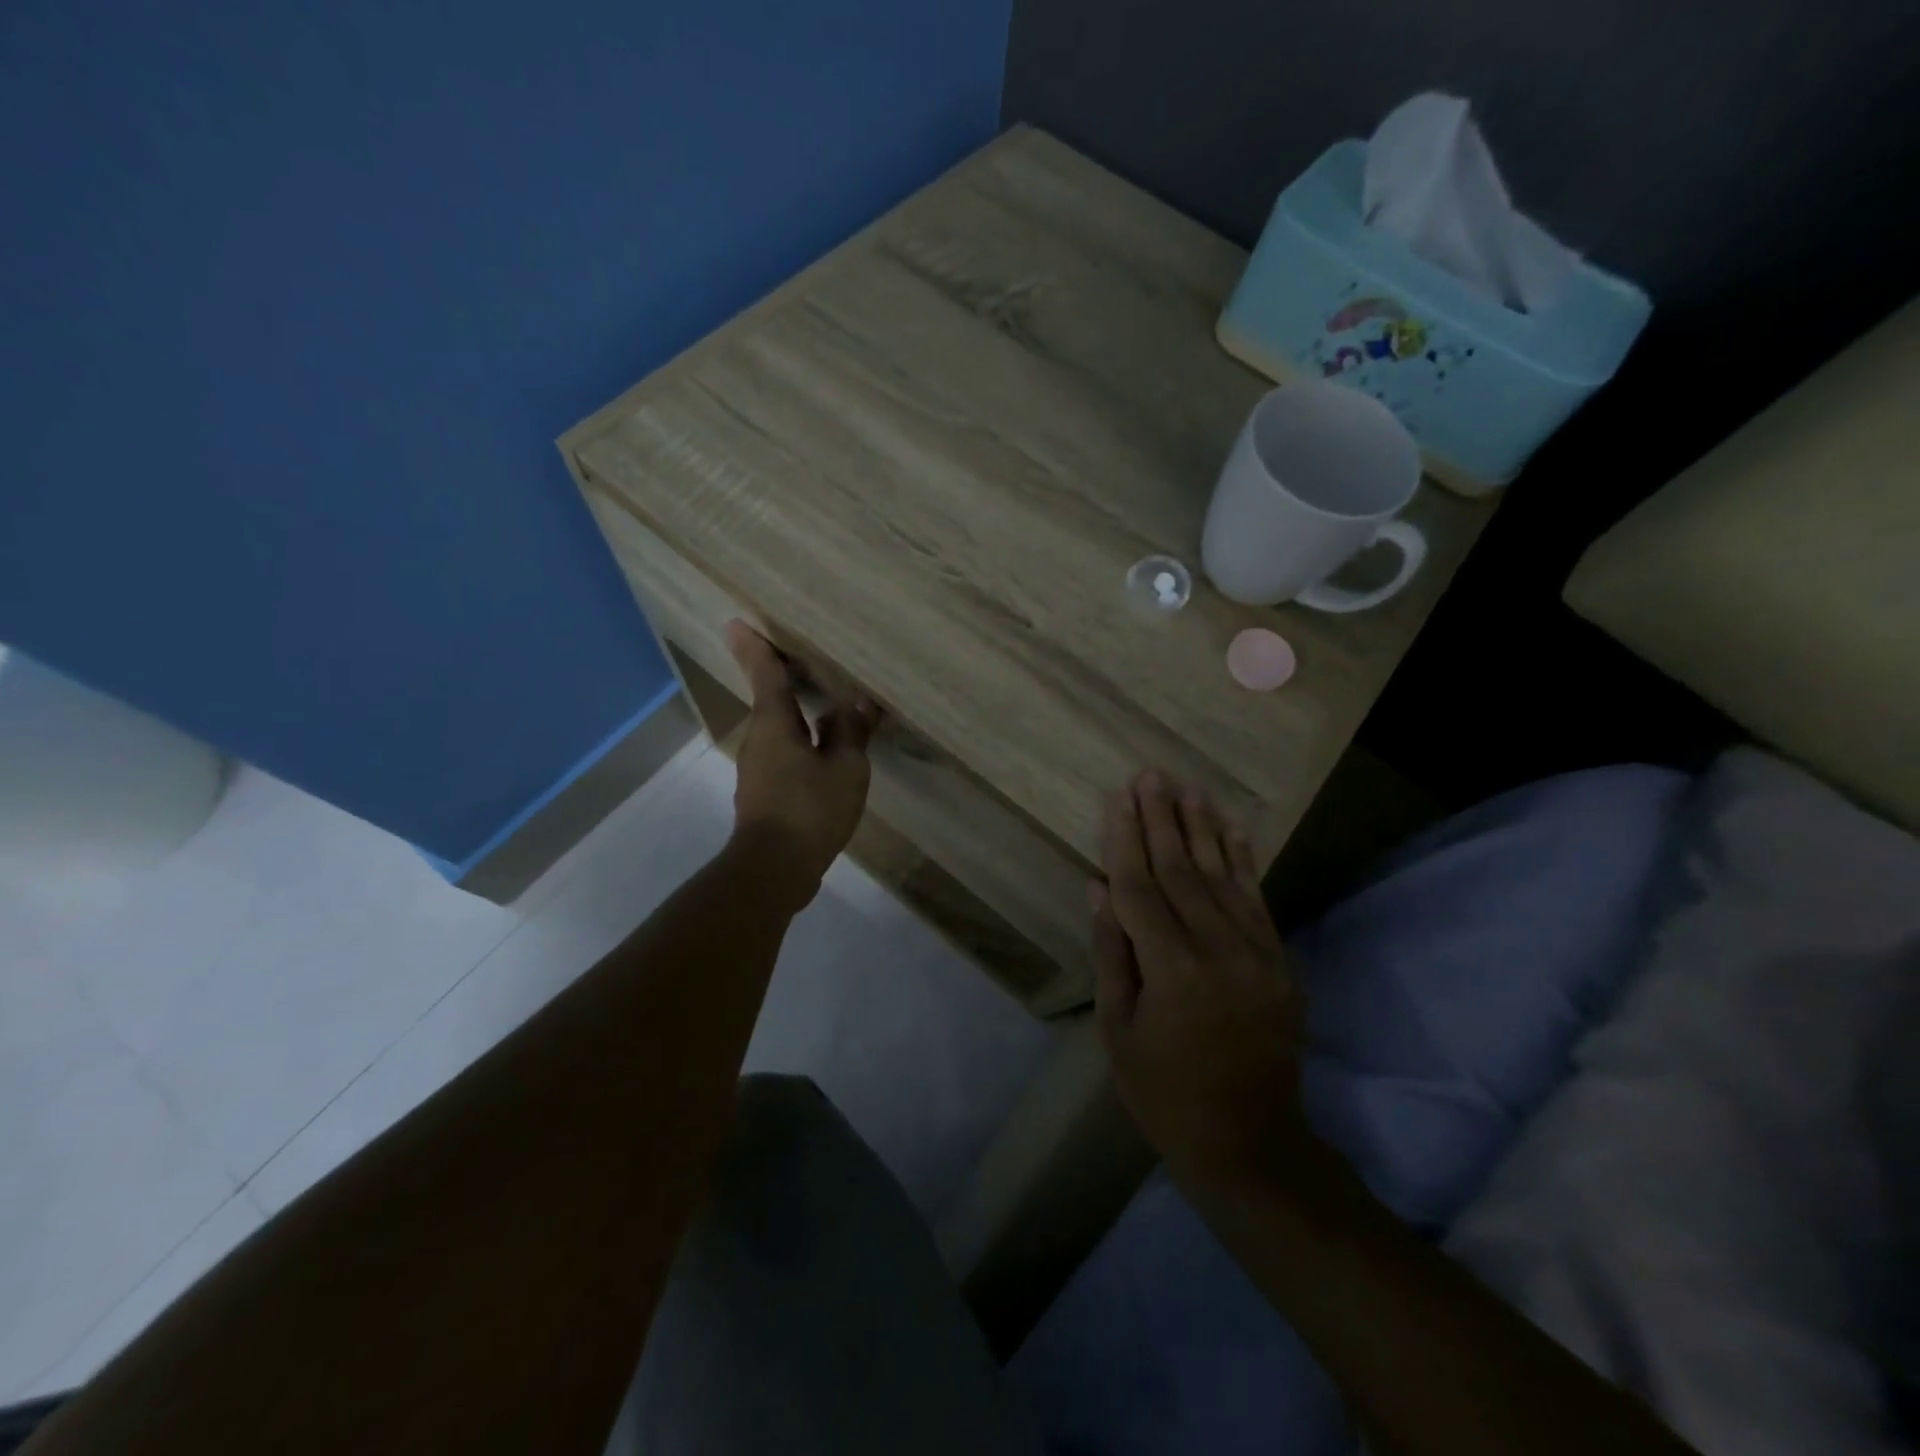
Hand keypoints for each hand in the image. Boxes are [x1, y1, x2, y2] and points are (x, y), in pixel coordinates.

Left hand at [725, 621, 877, 909]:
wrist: (774, 869)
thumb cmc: (810, 809)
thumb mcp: (845, 768)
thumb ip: (851, 732)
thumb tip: (858, 702)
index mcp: (775, 724)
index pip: (765, 674)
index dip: (756, 648)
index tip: (736, 623)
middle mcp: (759, 740)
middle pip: (771, 701)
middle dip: (782, 680)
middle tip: (801, 660)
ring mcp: (758, 770)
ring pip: (779, 732)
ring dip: (797, 717)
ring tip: (826, 709)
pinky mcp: (765, 795)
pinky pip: (785, 756)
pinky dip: (802, 746)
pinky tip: (825, 756)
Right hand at [1093, 770, 1307, 1190]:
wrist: (1249, 1141)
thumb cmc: (1164, 1091)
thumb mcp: (1119, 1028)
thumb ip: (1112, 951)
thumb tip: (1099, 886)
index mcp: (1171, 971)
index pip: (1140, 888)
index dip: (1125, 840)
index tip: (1119, 798)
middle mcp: (1218, 951)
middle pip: (1182, 871)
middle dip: (1162, 819)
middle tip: (1150, 775)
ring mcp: (1257, 954)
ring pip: (1222, 875)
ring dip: (1202, 828)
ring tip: (1186, 788)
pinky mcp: (1280, 961)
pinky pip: (1257, 899)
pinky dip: (1242, 860)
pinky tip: (1232, 828)